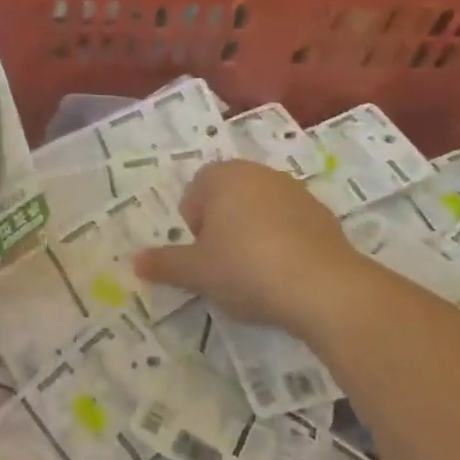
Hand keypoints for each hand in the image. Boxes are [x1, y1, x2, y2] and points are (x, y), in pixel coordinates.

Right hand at [135, 160, 370, 343]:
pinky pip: (290, 225)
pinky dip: (283, 242)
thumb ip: (165, 264)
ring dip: (252, 233)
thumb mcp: (197, 272)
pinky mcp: (323, 214)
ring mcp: (295, 191)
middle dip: (222, 226)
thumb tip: (136, 262)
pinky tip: (285, 273)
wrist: (323, 286)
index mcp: (223, 176)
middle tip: (224, 264)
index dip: (194, 226)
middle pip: (228, 198)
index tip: (202, 256)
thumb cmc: (246, 268)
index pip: (195, 192)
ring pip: (260, 210)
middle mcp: (259, 173)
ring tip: (256, 272)